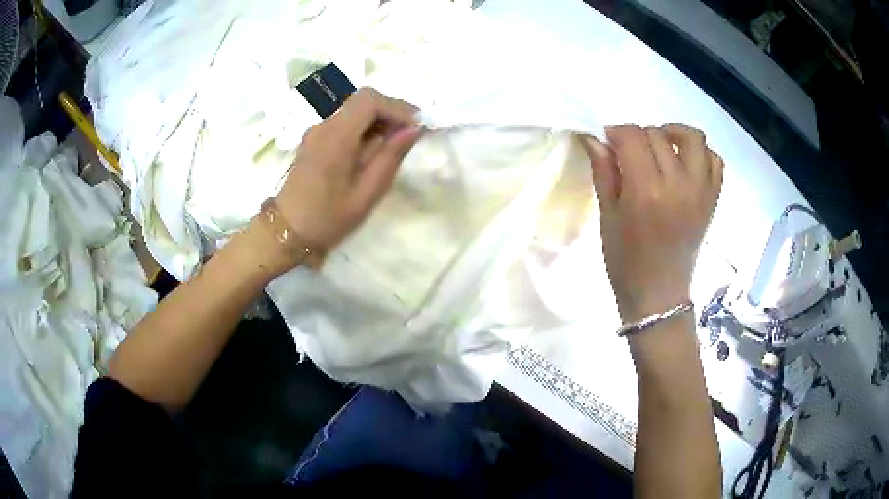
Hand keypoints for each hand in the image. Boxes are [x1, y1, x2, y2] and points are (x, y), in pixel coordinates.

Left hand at [274, 87, 422, 257]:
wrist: (286, 233)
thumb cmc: (328, 219)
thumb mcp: (367, 193)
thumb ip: (391, 156)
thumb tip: (415, 128)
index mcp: (336, 137)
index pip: (369, 100)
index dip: (397, 107)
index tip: (417, 127)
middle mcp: (324, 126)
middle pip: (362, 100)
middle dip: (390, 111)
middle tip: (410, 136)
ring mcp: (316, 132)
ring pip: (354, 110)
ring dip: (378, 120)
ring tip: (395, 146)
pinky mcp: (314, 140)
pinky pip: (345, 123)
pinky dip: (364, 129)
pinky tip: (373, 151)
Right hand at [579, 124, 722, 322]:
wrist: (658, 296)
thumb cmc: (626, 262)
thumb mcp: (607, 217)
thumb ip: (604, 173)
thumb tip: (594, 138)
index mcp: (646, 191)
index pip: (632, 137)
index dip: (616, 132)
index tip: (608, 143)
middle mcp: (678, 185)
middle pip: (658, 135)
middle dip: (638, 136)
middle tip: (629, 153)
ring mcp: (700, 191)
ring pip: (693, 138)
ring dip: (673, 134)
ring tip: (661, 147)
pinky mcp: (712, 200)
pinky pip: (715, 161)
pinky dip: (701, 154)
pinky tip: (685, 163)